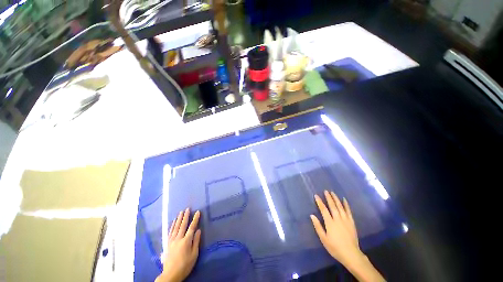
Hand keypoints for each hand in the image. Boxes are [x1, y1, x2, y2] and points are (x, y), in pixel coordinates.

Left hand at [156, 209, 200, 281]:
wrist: (172, 271)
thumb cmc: (186, 264)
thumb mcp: (194, 255)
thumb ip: (196, 242)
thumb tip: (198, 231)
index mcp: (186, 241)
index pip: (191, 228)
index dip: (195, 220)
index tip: (197, 212)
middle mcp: (178, 238)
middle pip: (182, 225)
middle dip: (185, 217)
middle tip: (187, 209)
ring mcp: (172, 239)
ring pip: (175, 226)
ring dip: (178, 219)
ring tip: (181, 212)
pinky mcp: (168, 242)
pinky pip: (170, 230)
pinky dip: (172, 225)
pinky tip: (173, 222)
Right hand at [311, 191, 361, 265]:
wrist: (349, 251)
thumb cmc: (334, 247)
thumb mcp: (323, 239)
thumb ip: (318, 227)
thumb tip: (312, 216)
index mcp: (330, 223)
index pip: (324, 210)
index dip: (320, 203)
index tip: (316, 196)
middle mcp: (338, 218)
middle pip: (333, 206)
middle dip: (329, 198)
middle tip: (325, 191)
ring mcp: (346, 219)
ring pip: (340, 206)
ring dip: (336, 199)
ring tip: (333, 193)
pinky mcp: (351, 221)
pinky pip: (348, 210)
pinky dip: (346, 204)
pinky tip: (344, 200)